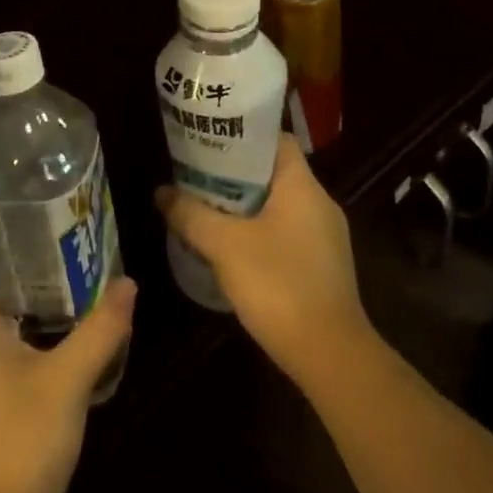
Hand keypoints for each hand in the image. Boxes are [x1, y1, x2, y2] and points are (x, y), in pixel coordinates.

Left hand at [0, 249, 135, 492]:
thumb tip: (127, 282)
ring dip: (18, 307)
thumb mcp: (69, 380)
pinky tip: (50, 349)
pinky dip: (18, 341)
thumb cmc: (19, 441)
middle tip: (53, 249)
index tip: (17, 220)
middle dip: (12, 269)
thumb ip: (100, 330)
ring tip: (60, 290)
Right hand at [155, 133, 371, 388]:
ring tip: (207, 208)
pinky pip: (287, 233)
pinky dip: (259, 232)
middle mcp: (320, 204)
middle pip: (274, 173)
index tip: (211, 141)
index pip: (277, 140)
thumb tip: (161, 192)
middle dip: (235, 174)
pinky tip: (232, 249)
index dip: (244, 136)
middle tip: (197, 175)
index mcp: (303, 186)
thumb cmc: (279, 285)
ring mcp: (325, 238)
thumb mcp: (224, 246)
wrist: (331, 356)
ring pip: (279, 206)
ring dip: (245, 206)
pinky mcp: (323, 267)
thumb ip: (190, 214)